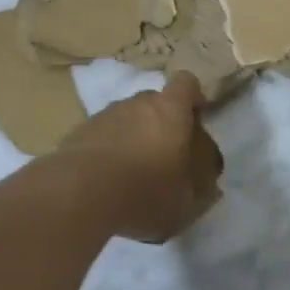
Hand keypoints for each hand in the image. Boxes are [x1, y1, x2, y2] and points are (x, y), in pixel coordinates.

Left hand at [59, 75, 224, 242]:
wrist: (79, 193)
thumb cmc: (145, 193)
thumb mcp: (186, 204)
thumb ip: (201, 191)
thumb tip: (211, 186)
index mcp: (170, 111)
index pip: (187, 84)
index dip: (193, 99)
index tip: (195, 121)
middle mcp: (136, 103)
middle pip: (154, 102)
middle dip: (161, 123)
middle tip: (164, 157)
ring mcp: (104, 115)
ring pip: (125, 118)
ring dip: (132, 137)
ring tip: (131, 173)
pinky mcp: (78, 132)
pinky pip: (101, 136)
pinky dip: (106, 150)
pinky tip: (105, 180)